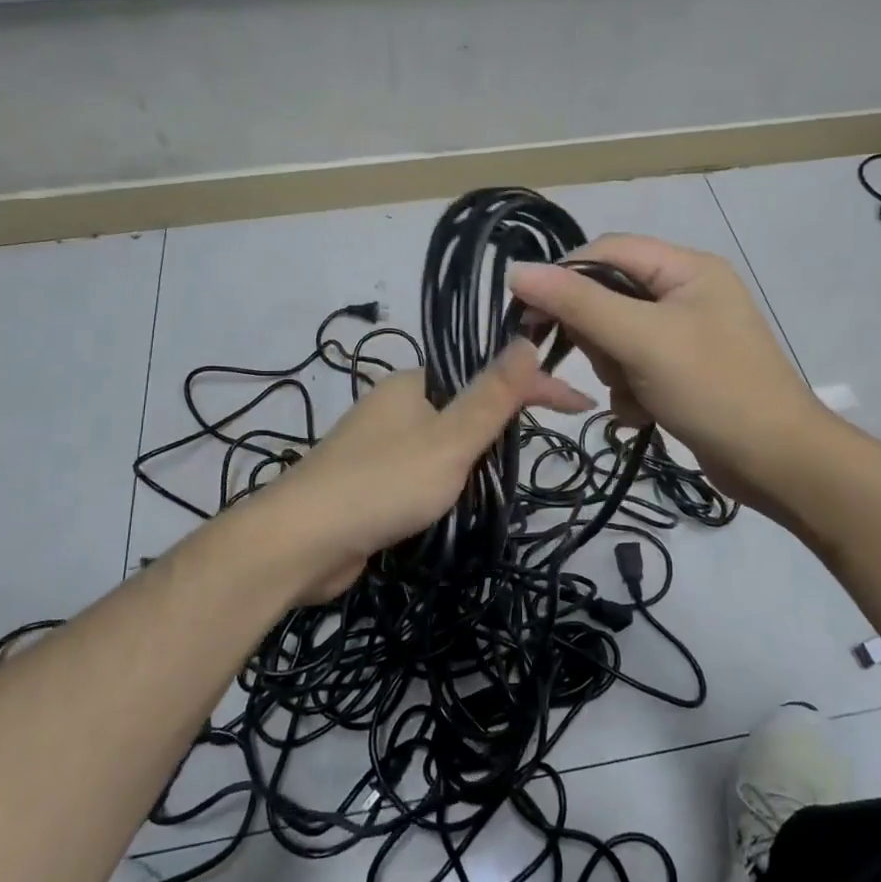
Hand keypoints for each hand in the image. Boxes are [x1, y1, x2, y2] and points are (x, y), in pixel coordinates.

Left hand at [263, 340, 591, 602]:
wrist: (300, 543)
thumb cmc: (382, 485)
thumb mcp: (449, 440)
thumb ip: (491, 396)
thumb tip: (526, 338)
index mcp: (415, 384)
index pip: (488, 373)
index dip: (536, 386)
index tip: (580, 407)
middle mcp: (396, 406)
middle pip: (466, 406)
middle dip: (503, 424)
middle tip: (541, 448)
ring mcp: (379, 446)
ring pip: (444, 443)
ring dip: (476, 457)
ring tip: (507, 479)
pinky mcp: (371, 484)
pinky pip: (423, 472)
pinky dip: (449, 482)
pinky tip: (462, 502)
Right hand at [509, 235, 820, 512]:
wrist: (776, 463)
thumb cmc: (712, 388)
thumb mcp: (641, 340)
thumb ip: (578, 304)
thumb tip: (517, 271)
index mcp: (686, 268)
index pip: (606, 250)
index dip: (564, 277)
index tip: (530, 316)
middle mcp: (686, 293)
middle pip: (608, 296)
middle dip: (597, 337)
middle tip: (608, 365)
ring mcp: (685, 335)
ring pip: (615, 338)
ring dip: (613, 370)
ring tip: (636, 394)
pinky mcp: (682, 372)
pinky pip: (632, 368)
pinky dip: (629, 391)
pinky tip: (644, 414)